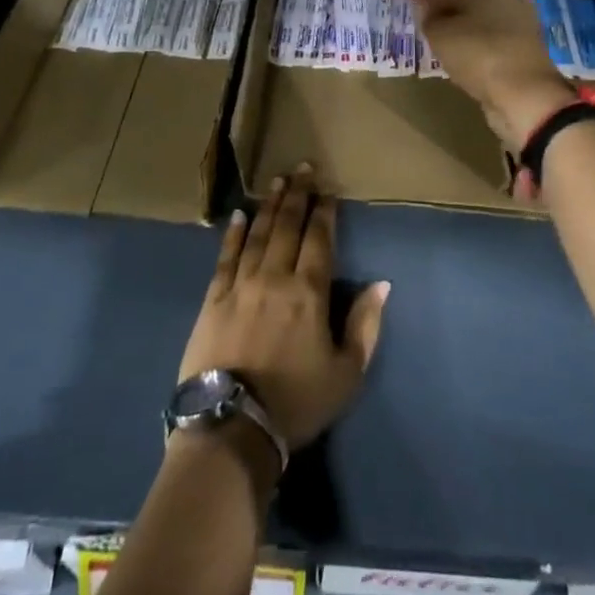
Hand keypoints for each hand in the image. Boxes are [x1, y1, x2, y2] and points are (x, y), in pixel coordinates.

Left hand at [178, 166, 389, 456]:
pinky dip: (234, 233)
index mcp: (309, 292)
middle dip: (297, 195)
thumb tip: (382, 284)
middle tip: (302, 168)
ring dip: (269, 205)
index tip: (327, 190)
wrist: (232, 426)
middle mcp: (275, 277)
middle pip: (288, 226)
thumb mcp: (346, 373)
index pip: (319, 239)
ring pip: (258, 234)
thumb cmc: (296, 402)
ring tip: (277, 181)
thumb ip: (365, 325)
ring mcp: (240, 284)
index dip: (324, 212)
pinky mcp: (213, 298)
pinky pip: (225, 256)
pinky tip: (239, 215)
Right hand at [409, 0, 577, 151]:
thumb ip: (428, 17)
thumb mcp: (439, 33)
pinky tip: (456, 46)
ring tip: (433, 29)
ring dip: (456, 21)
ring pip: (477, 15)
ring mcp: (518, 20)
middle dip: (441, 1)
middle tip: (418, 9)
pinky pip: (487, 35)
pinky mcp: (522, 45)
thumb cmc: (478, 53)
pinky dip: (470, 37)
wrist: (525, 94)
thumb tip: (429, 12)